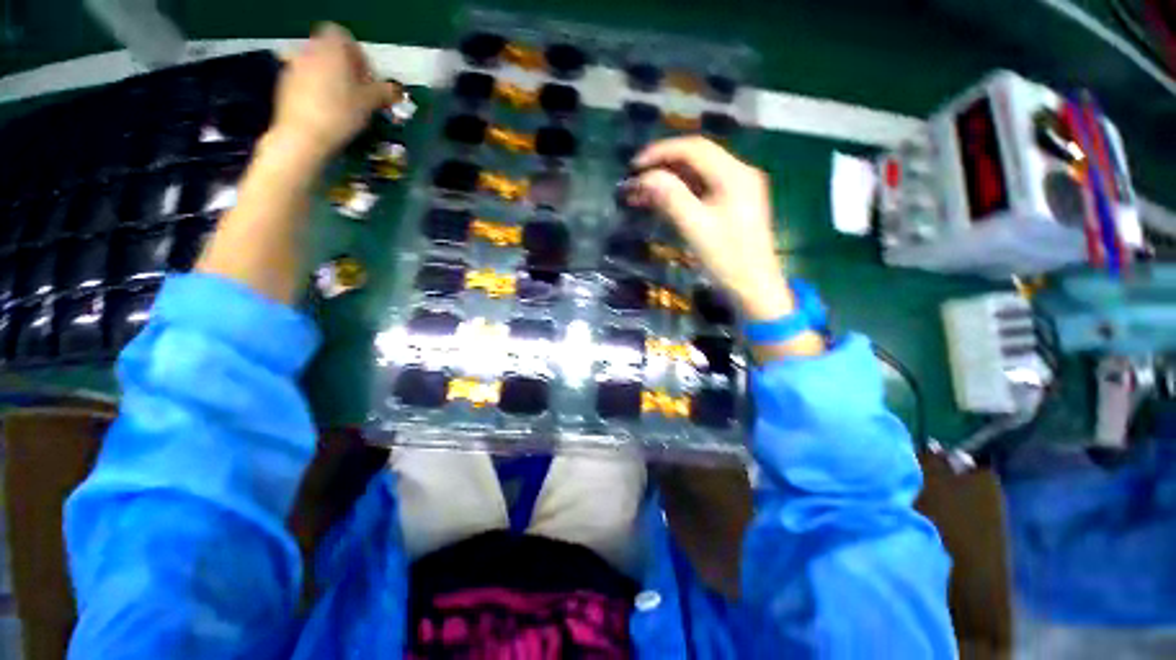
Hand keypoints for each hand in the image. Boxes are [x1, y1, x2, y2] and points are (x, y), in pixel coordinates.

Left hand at [269, 23, 396, 163]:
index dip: (356, 53)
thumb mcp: (369, 103)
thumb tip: (397, 89)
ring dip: (331, 78)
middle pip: (329, 50)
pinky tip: (326, 110)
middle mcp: (309, 50)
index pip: (342, 35)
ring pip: (317, 65)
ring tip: (344, 103)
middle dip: (345, 67)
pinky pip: (306, 78)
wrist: (302, 135)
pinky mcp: (284, 83)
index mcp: (330, 48)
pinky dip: (317, 88)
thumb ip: (384, 92)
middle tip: (359, 91)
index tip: (366, 75)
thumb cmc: (340, 113)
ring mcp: (294, 66)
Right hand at [627, 137, 792, 320]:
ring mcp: (737, 189)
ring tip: (640, 194)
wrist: (754, 288)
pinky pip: (702, 190)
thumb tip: (645, 177)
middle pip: (695, 158)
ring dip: (668, 181)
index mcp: (735, 174)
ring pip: (697, 175)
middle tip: (634, 182)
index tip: (634, 167)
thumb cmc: (727, 259)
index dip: (661, 152)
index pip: (694, 149)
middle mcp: (739, 173)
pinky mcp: (732, 204)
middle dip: (662, 167)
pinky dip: (679, 194)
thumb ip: (671, 197)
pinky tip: (659, 203)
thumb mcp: (696, 228)